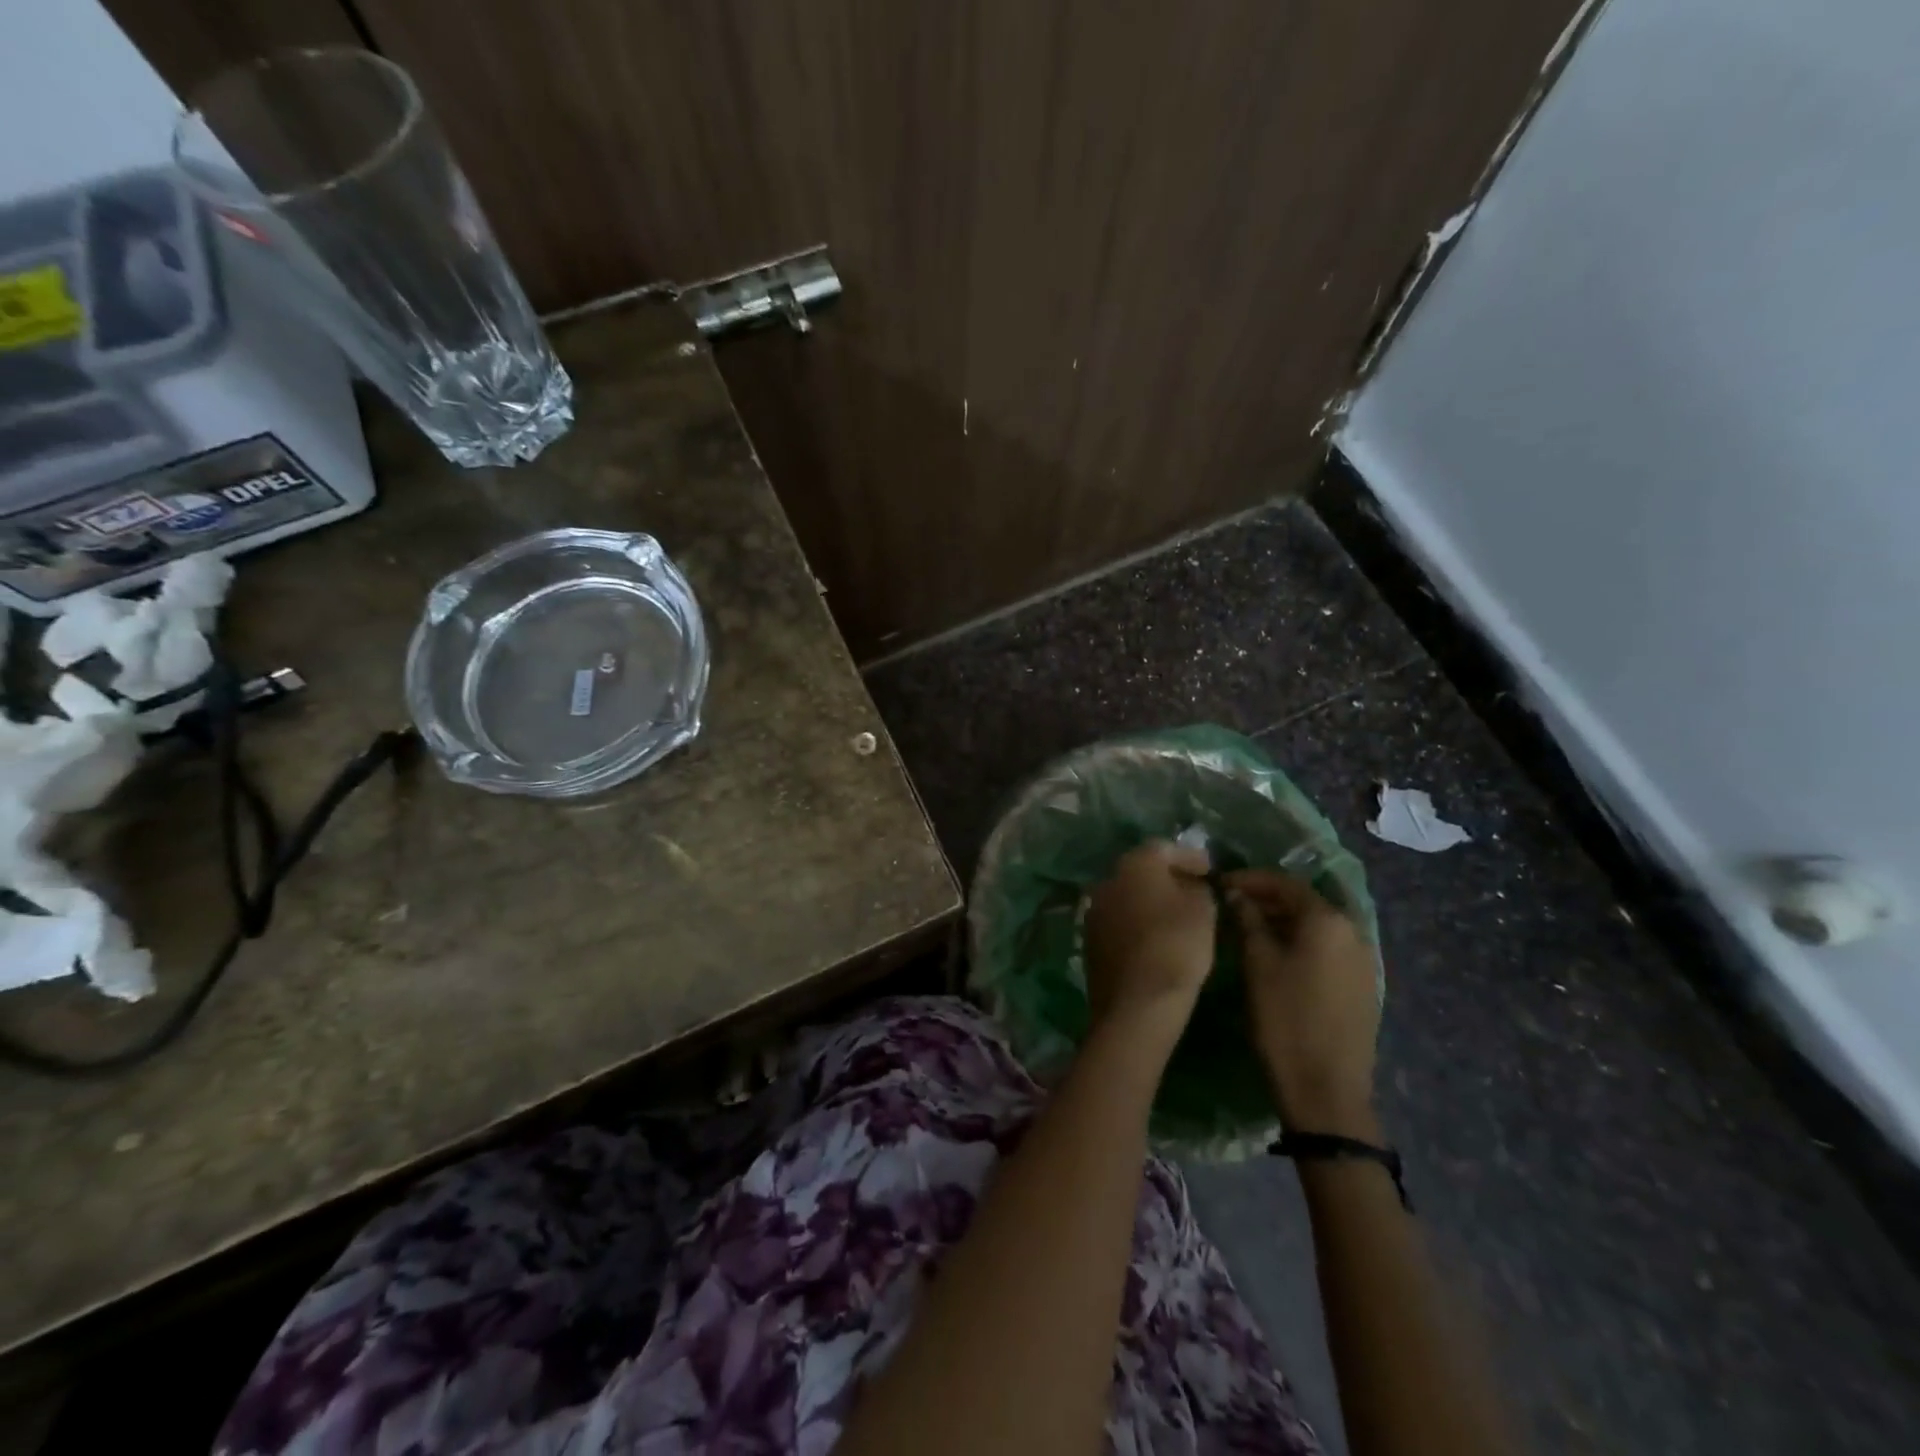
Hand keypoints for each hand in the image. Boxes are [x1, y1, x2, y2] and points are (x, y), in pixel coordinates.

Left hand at [1083, 841, 1217, 1042]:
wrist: (1137, 1001)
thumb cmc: (1176, 946)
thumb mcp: (1203, 910)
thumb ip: (1198, 889)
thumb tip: (1190, 886)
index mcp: (1135, 863)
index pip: (1164, 848)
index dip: (1190, 857)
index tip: (1210, 870)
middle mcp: (1108, 879)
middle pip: (1142, 870)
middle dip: (1168, 877)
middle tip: (1194, 890)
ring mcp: (1094, 909)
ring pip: (1128, 895)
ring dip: (1150, 900)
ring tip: (1177, 915)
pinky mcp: (1090, 939)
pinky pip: (1120, 920)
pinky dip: (1137, 922)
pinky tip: (1155, 937)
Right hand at [1224, 869, 1380, 1136]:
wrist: (1326, 1090)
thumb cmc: (1285, 1019)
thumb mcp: (1257, 964)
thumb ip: (1248, 921)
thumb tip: (1239, 895)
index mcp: (1327, 920)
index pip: (1284, 883)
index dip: (1249, 879)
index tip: (1220, 883)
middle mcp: (1352, 932)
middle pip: (1304, 902)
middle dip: (1267, 899)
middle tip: (1231, 904)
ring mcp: (1362, 960)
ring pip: (1316, 926)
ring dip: (1283, 921)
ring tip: (1248, 929)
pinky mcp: (1362, 986)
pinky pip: (1327, 948)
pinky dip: (1300, 942)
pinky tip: (1276, 956)